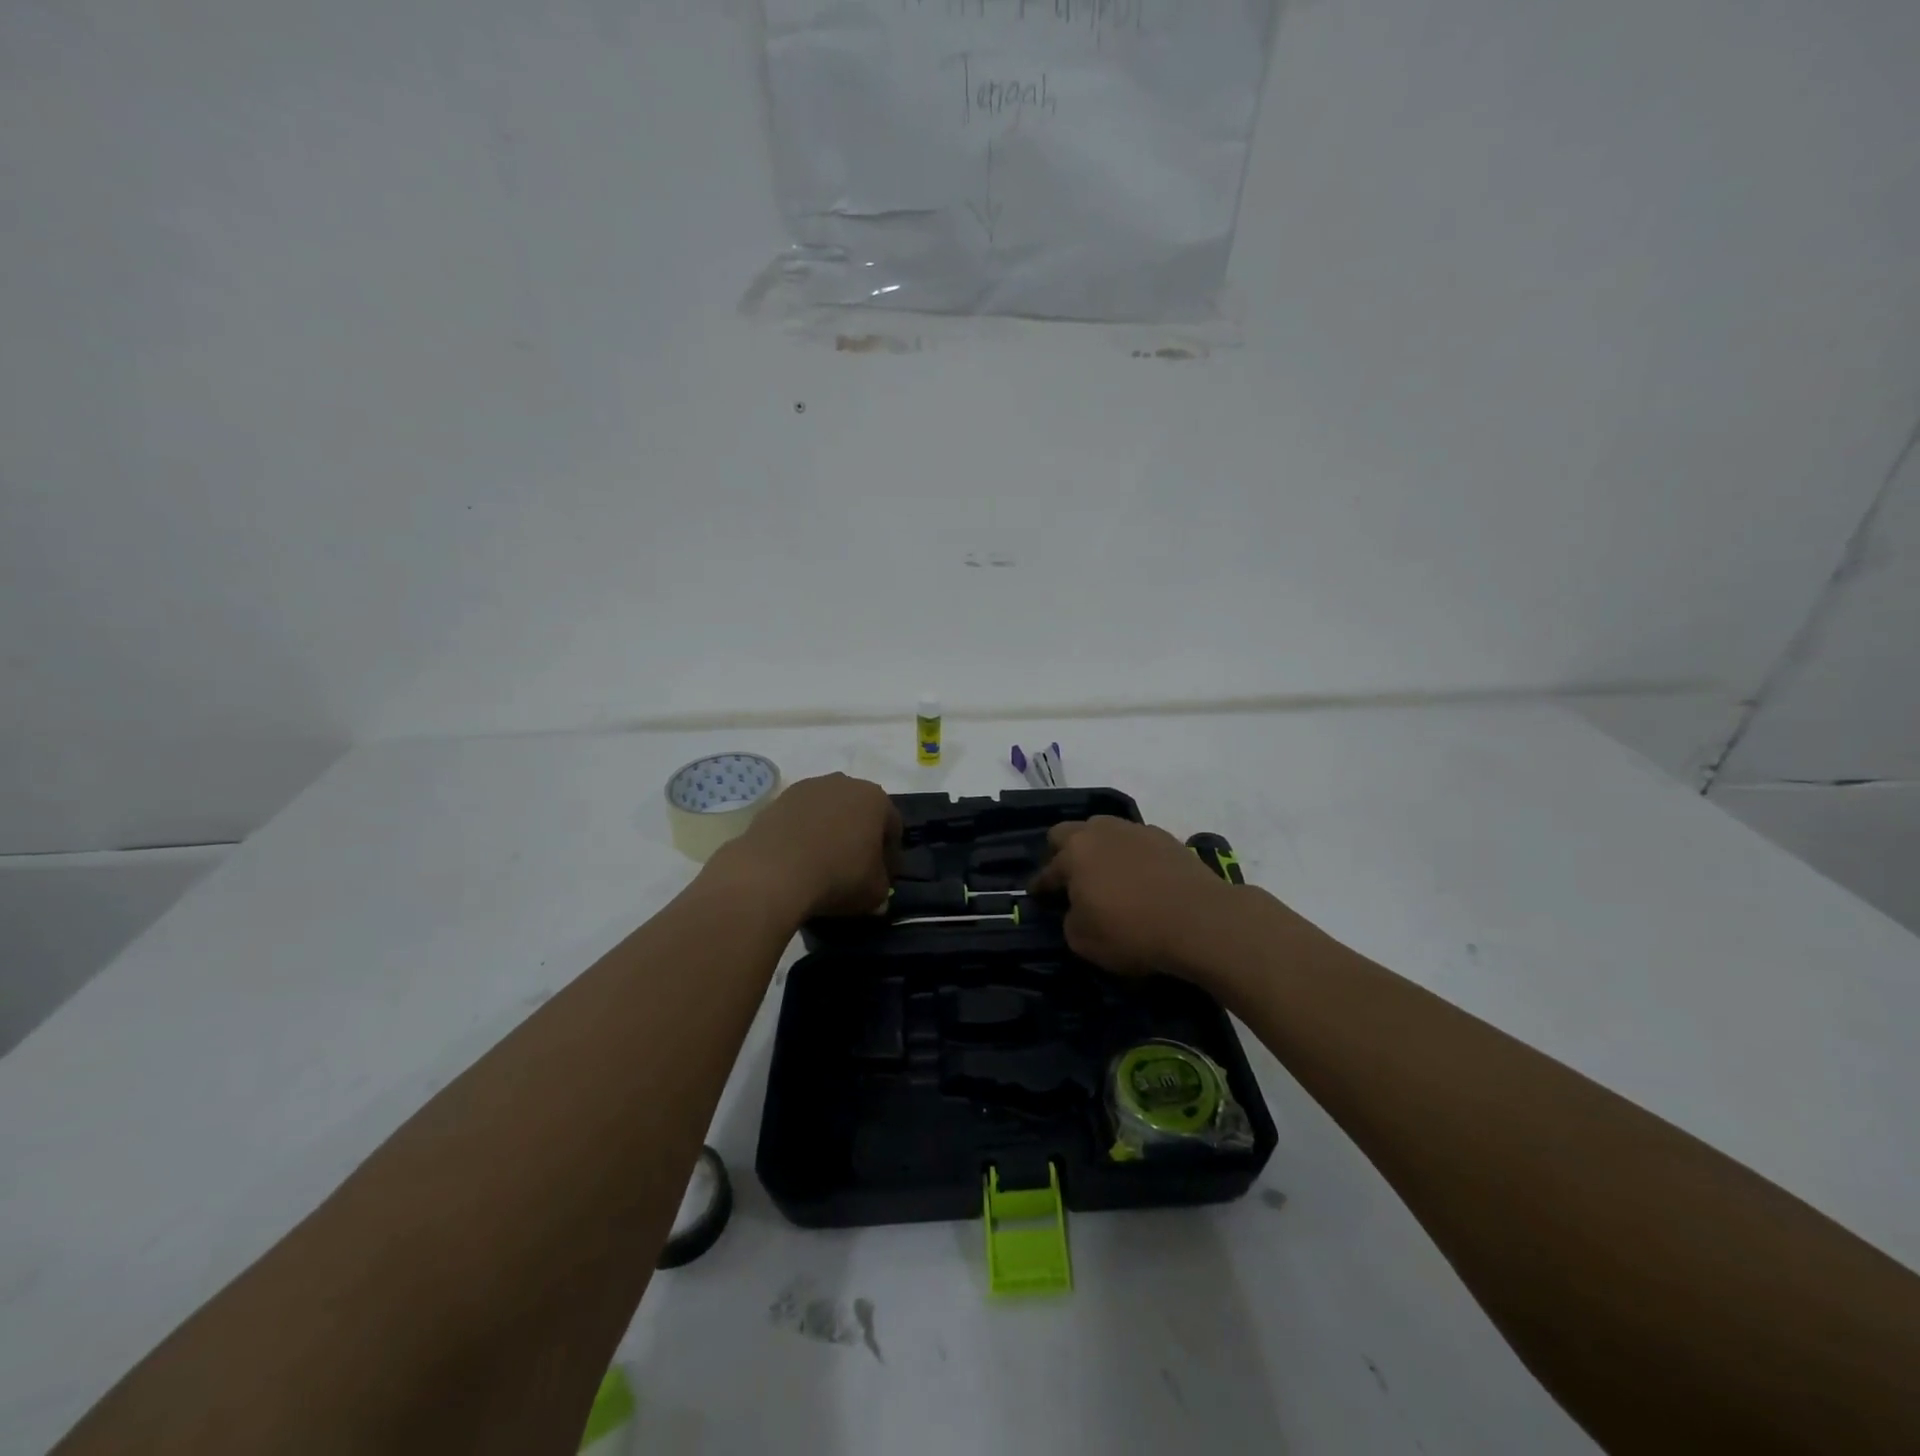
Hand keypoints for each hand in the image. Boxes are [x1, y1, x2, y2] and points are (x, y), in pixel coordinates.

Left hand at [711, 773, 900, 920]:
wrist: (775, 871)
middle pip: (859, 813)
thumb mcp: (875, 892)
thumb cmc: (838, 876)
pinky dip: (803, 835)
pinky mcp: (778, 799)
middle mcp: (844, 783)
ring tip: (822, 865)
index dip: (890, 855)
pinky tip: (798, 860)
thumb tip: (876, 889)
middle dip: (860, 837)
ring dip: (830, 833)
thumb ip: (882, 886)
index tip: (883, 878)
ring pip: (828, 813)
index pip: (893, 827)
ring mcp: (808, 788)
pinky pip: (800, 819)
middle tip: (855, 869)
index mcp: (875, 798)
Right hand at [1030, 817, 1237, 976]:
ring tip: (1106, 874)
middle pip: (1068, 832)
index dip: (1040, 887)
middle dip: (1062, 852)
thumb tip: (1077, 910)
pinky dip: (1131, 855)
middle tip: (1069, 878)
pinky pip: (1136, 841)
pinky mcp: (1166, 838)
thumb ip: (1071, 920)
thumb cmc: (1132, 931)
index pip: (1047, 871)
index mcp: (1074, 853)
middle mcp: (1100, 832)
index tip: (1038, 898)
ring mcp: (1135, 831)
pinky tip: (1140, 877)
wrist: (1200, 920)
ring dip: (1098, 849)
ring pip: (1104, 831)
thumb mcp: (1083, 941)